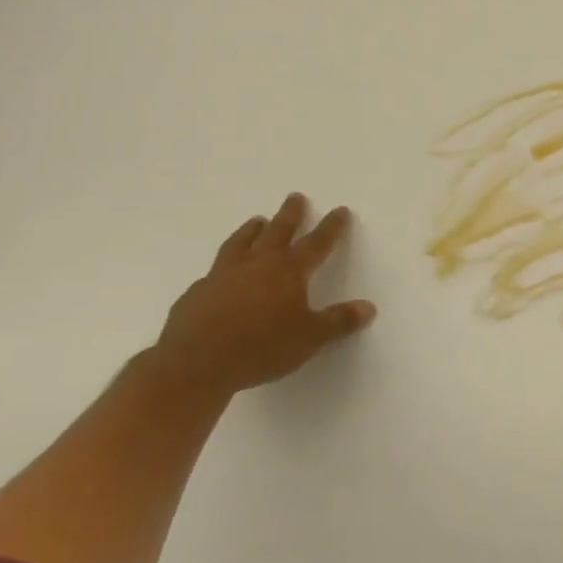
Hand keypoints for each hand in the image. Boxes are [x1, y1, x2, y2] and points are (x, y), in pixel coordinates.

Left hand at [149, 193, 375, 396]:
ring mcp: (222, 276)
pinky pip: (215, 271)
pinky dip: (225, 265)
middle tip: (295, 197)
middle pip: (277, 231)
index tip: (340, 210)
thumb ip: (339, 321)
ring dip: (251, 230)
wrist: (193, 365)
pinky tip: (222, 273)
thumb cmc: (261, 348)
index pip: (316, 243)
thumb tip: (368, 308)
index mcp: (288, 270)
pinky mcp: (197, 293)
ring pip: (241, 243)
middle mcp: (256, 264)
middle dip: (290, 214)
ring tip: (257, 220)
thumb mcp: (310, 338)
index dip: (331, 227)